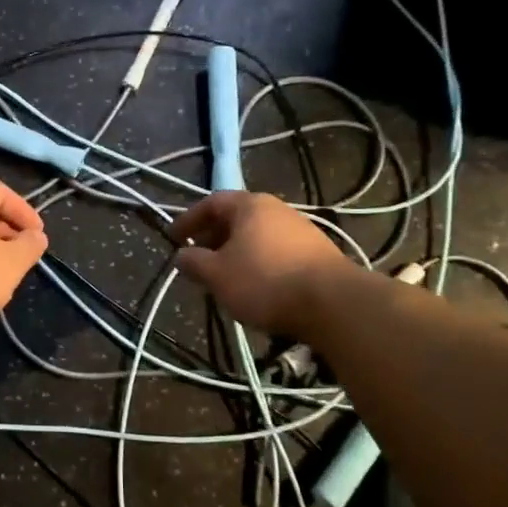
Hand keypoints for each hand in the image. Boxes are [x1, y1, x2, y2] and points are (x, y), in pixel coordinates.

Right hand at [169, 191, 348, 336]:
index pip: (211, 203)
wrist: (334, 303)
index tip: (173, 238)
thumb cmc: (265, 281)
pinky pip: (276, 250)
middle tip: (198, 257)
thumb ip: (194, 262)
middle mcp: (276, 209)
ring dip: (236, 251)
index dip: (188, 219)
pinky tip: (256, 285)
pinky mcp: (318, 252)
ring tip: (225, 275)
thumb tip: (181, 255)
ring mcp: (301, 229)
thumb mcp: (218, 275)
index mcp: (249, 205)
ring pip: (257, 235)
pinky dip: (259, 261)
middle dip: (213, 236)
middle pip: (236, 217)